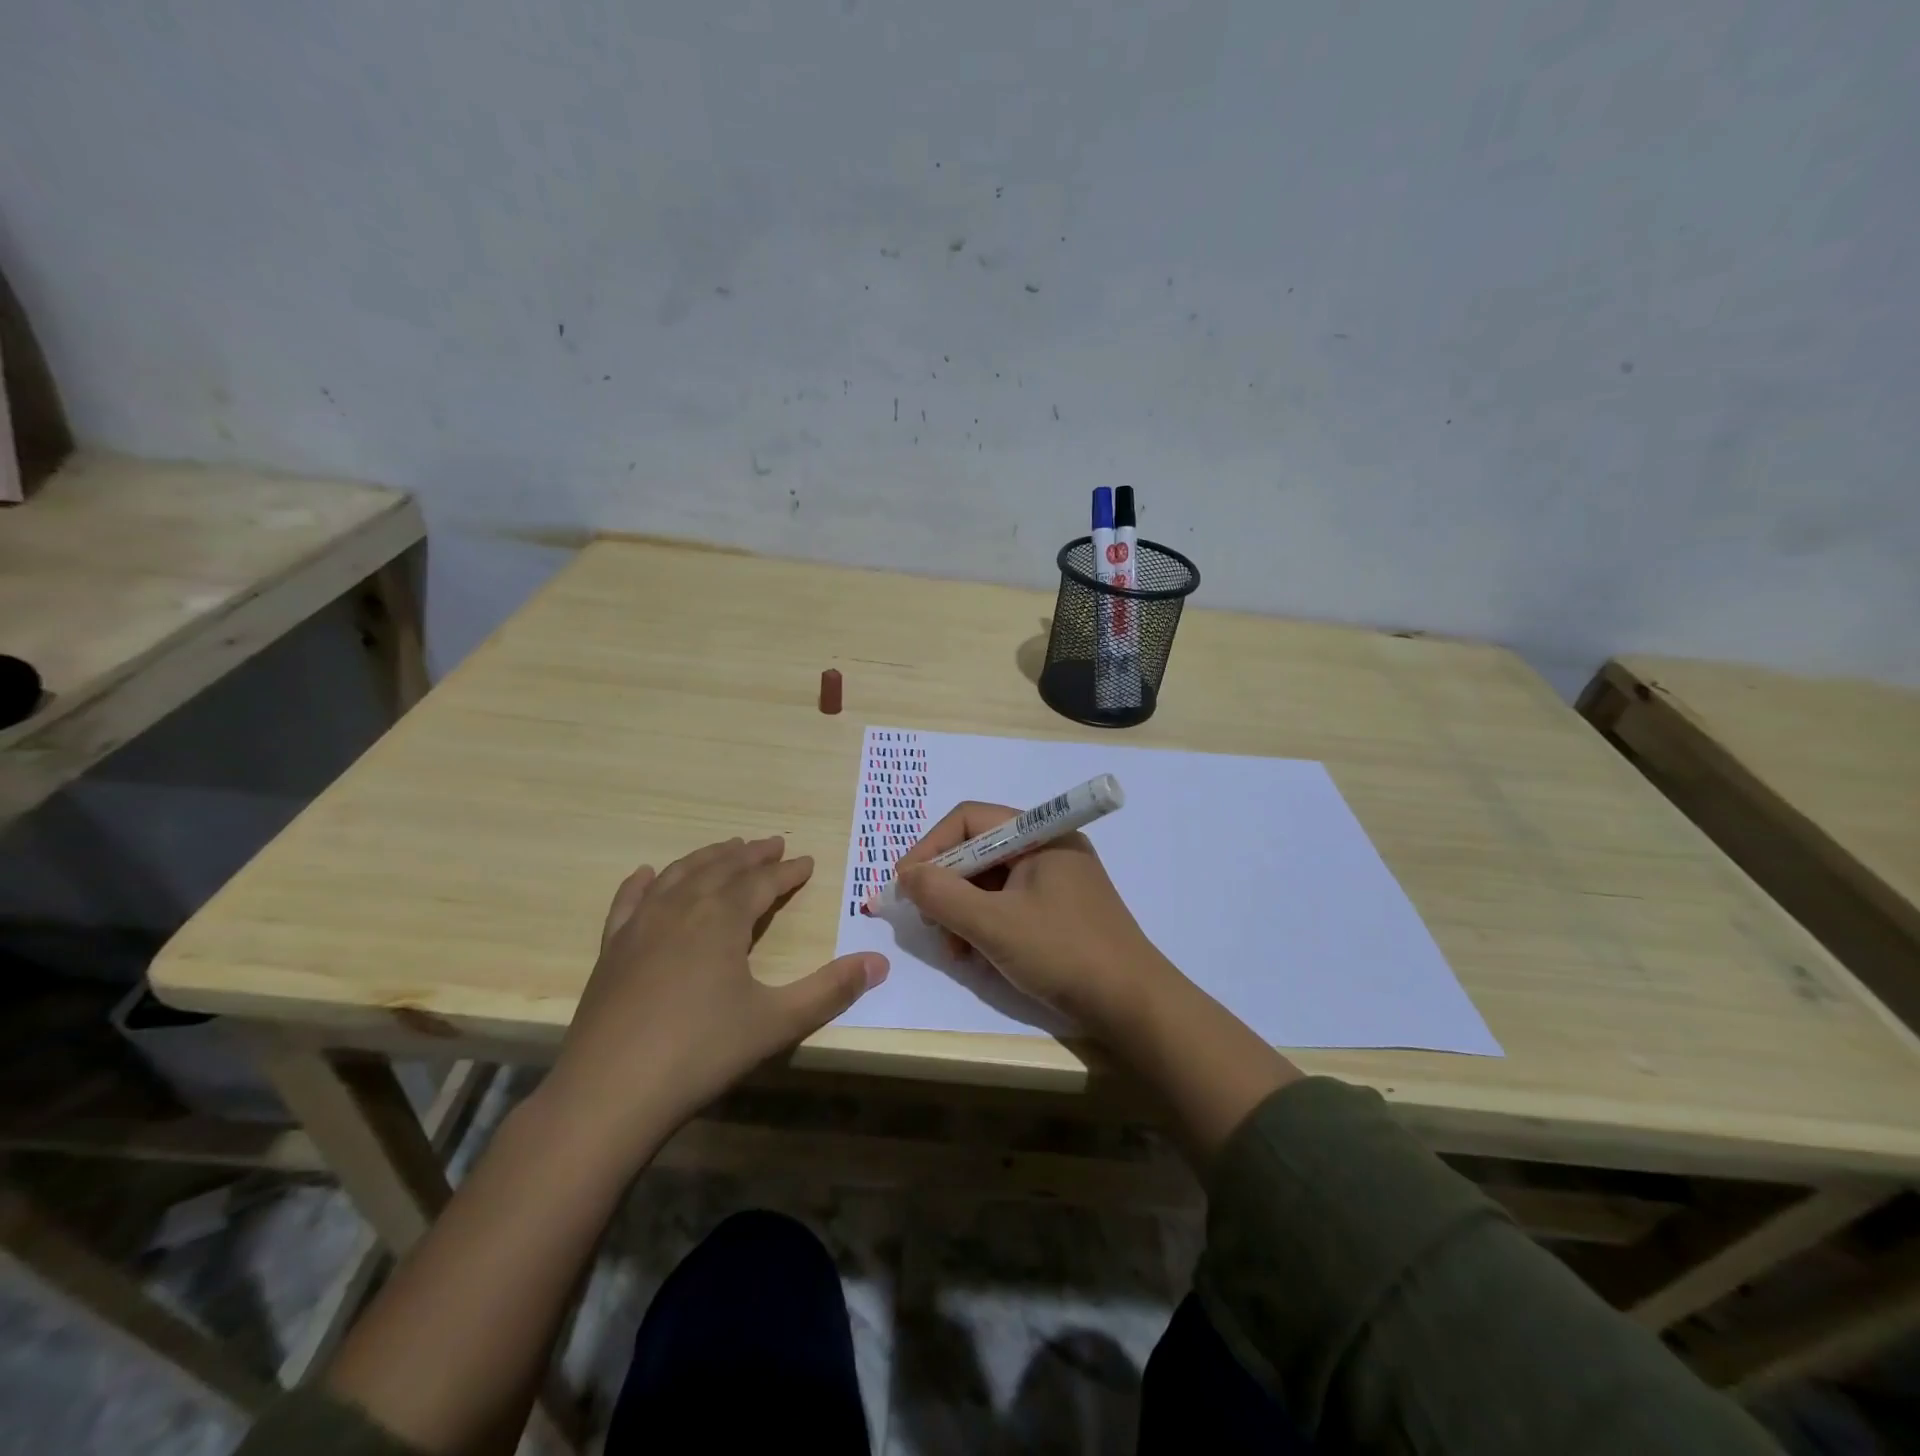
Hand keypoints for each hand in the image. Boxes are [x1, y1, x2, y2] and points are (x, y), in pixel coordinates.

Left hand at [543, 836, 886, 1167]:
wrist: (607, 1094)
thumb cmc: (700, 1053)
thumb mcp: (776, 1023)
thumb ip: (830, 990)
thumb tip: (881, 963)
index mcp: (722, 919)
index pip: (763, 882)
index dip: (788, 871)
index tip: (808, 861)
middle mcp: (681, 909)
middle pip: (721, 868)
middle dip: (751, 855)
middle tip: (773, 843)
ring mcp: (640, 926)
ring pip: (678, 875)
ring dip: (707, 858)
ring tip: (726, 849)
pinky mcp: (611, 950)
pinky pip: (628, 901)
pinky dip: (642, 882)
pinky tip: (647, 873)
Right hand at [895, 802, 1172, 1034]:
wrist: (1133, 1006)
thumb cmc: (1063, 953)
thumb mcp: (993, 925)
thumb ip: (942, 895)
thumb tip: (905, 874)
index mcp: (1041, 834)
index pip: (970, 820)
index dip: (931, 847)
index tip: (904, 884)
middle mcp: (1049, 848)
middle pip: (979, 850)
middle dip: (947, 886)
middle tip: (928, 922)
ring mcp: (1056, 880)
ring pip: (991, 882)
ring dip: (963, 911)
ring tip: (954, 949)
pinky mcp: (1059, 911)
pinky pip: (1009, 904)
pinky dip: (986, 925)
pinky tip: (977, 956)